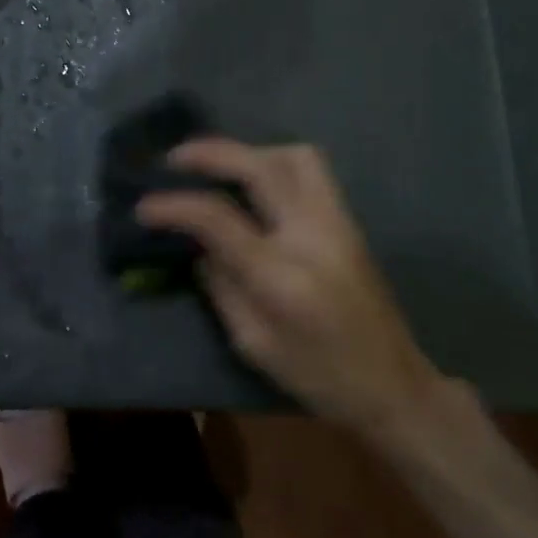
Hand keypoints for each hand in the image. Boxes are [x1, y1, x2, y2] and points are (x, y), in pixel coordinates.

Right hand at [137, 139, 447, 438]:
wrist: (393, 386)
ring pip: (295, 156)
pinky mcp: (348, 221)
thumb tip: (196, 245)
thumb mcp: (254, 343)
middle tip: (176, 159)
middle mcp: (312, 233)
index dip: (174, 206)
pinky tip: (254, 182)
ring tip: (221, 166)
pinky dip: (274, 162)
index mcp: (281, 274)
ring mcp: (337, 222)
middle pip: (261, 167)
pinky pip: (311, 171)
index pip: (218, 219)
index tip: (143, 206)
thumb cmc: (318, 376)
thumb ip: (221, 286)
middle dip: (212, 153)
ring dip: (251, 151)